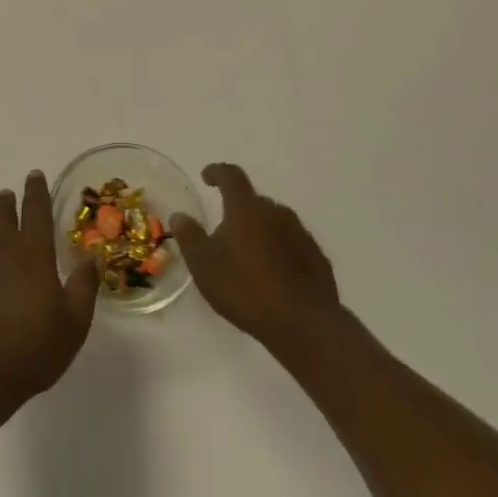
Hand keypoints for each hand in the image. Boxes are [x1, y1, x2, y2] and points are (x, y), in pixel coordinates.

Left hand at [0, 171, 100, 427]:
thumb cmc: (32, 349)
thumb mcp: (74, 322)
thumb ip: (84, 285)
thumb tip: (91, 256)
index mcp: (33, 251)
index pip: (35, 207)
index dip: (36, 189)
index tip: (35, 176)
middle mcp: (1, 246)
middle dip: (5, 199)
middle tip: (9, 199)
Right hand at [170, 163, 340, 350]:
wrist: (303, 324)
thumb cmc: (245, 288)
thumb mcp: (204, 265)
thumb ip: (190, 236)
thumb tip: (180, 215)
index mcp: (247, 208)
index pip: (231, 176)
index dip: (217, 172)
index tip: (207, 177)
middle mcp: (277, 212)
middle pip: (254, 201)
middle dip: (239, 211)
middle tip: (225, 233)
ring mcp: (301, 234)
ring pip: (275, 223)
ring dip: (261, 232)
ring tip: (249, 257)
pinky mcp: (317, 258)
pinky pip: (293, 245)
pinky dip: (280, 251)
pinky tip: (274, 275)